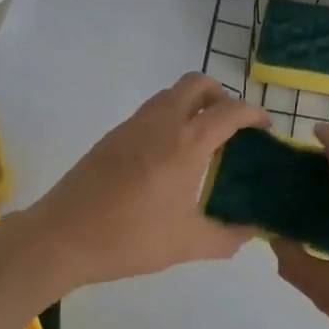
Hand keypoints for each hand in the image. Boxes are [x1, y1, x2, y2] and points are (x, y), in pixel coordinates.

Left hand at [26, 74, 269, 286]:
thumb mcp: (187, 244)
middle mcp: (160, 123)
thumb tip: (251, 232)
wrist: (63, 236)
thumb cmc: (130, 239)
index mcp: (186, 144)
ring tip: (201, 141)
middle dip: (221, 95)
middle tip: (230, 127)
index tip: (265, 127)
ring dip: (192, 104)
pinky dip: (168, 118)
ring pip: (170, 94)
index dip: (254, 113)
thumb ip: (227, 237)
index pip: (229, 111)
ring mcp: (132, 126)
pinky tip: (167, 156)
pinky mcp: (112, 137)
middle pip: (197, 83)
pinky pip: (149, 112)